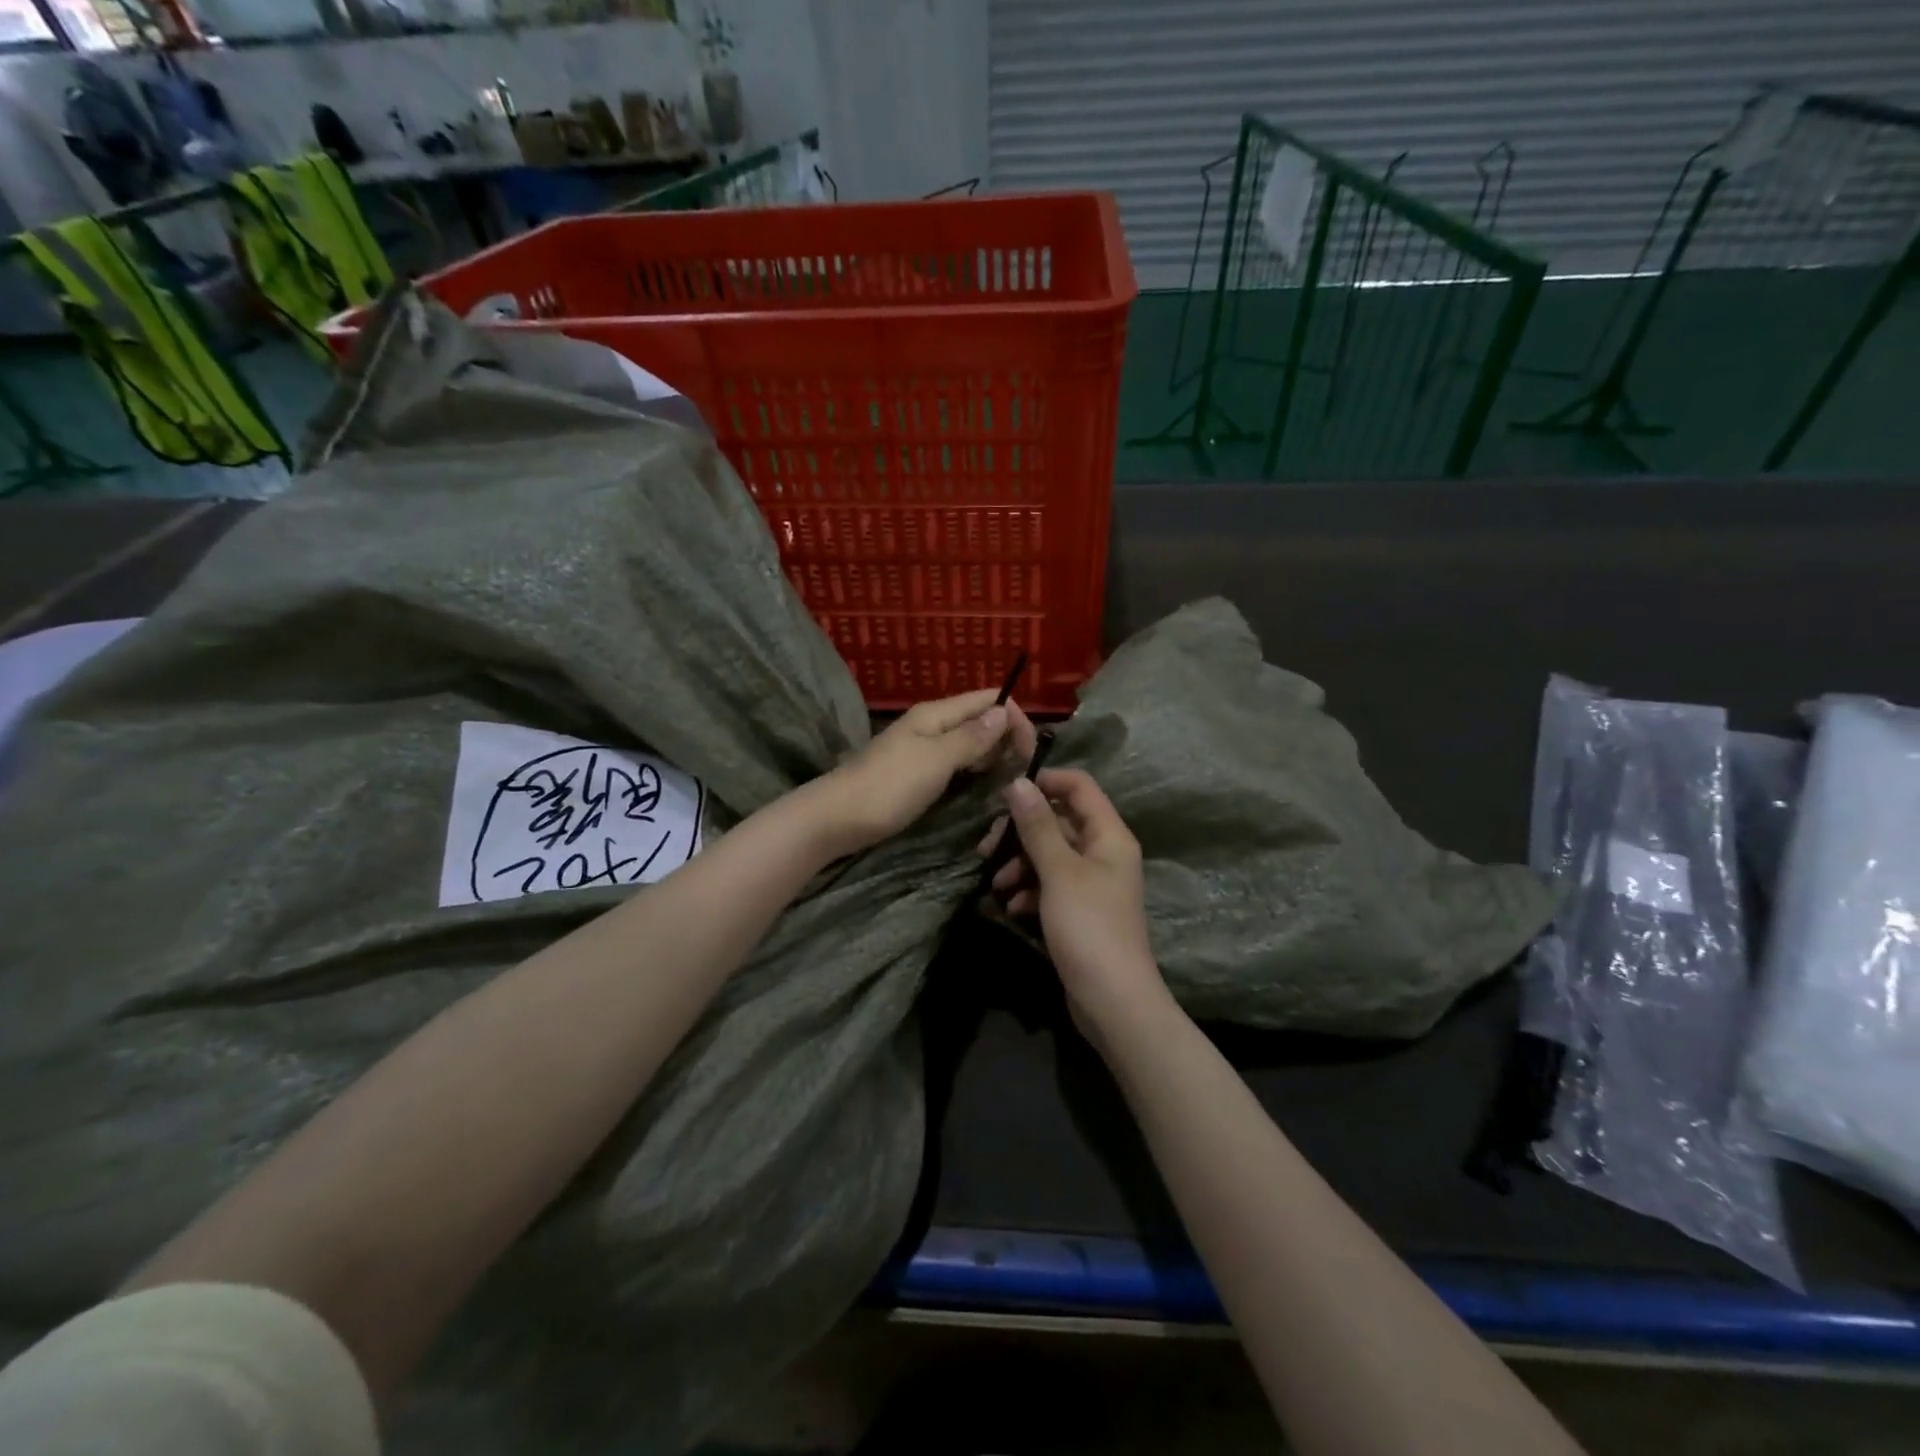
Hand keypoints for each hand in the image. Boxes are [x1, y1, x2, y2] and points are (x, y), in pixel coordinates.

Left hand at [812, 690, 1036, 856]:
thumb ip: (971, 738)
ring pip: (968, 744)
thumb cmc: (889, 786)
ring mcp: (923, 751)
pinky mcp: (917, 775)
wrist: (837, 819)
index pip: (986, 700)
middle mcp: (931, 726)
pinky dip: (974, 770)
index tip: (1032, 748)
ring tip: (1013, 778)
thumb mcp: (935, 760)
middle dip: (1006, 737)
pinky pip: (955, 764)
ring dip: (992, 755)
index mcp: (936, 714)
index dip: (1013, 715)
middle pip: (979, 720)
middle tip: (1026, 769)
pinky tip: (985, 786)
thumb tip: (1002, 712)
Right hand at [984, 768, 1167, 1030]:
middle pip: (1058, 821)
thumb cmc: (1088, 927)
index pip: (1079, 786)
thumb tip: (1018, 781)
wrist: (1113, 1001)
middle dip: (1021, 832)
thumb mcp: (1059, 872)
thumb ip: (1037, 825)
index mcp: (1109, 835)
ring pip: (1049, 855)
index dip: (1045, 782)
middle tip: (987, 848)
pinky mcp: (1079, 910)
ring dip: (1020, 864)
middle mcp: (1104, 852)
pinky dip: (1029, 890)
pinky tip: (1011, 906)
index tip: (1005, 794)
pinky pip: (1050, 885)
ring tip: (996, 884)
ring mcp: (1092, 883)